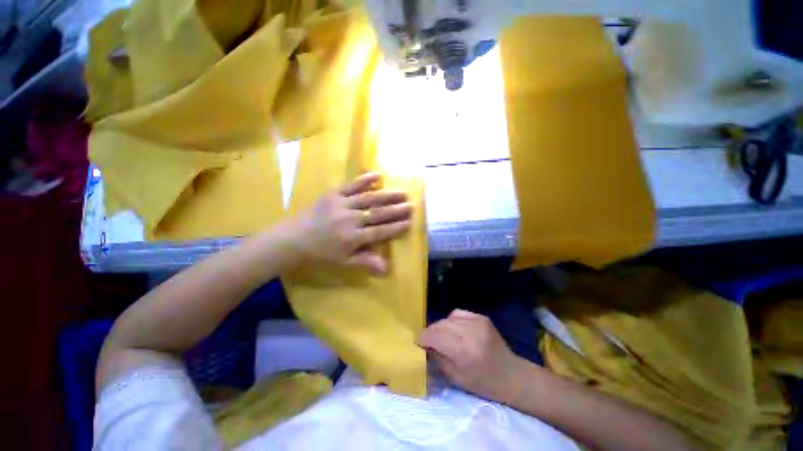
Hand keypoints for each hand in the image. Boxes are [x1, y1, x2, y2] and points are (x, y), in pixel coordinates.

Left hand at [291, 172, 411, 273]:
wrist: (292, 240)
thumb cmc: (320, 254)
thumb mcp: (343, 262)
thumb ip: (365, 261)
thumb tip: (387, 268)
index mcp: (353, 238)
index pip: (380, 231)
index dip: (396, 227)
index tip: (409, 222)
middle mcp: (350, 219)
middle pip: (378, 214)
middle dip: (396, 210)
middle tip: (411, 205)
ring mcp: (342, 204)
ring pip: (369, 199)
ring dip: (387, 196)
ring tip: (402, 193)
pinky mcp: (333, 194)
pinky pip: (351, 185)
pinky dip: (364, 180)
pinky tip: (377, 176)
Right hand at [418, 309, 528, 402]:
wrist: (510, 374)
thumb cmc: (482, 382)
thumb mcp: (455, 377)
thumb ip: (437, 357)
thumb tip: (425, 343)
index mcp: (463, 351)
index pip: (435, 335)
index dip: (423, 337)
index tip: (417, 341)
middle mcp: (470, 332)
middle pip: (440, 324)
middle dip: (431, 332)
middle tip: (428, 340)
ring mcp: (477, 321)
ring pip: (448, 318)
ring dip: (442, 326)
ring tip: (444, 336)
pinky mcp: (481, 317)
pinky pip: (458, 313)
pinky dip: (452, 320)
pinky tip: (456, 330)